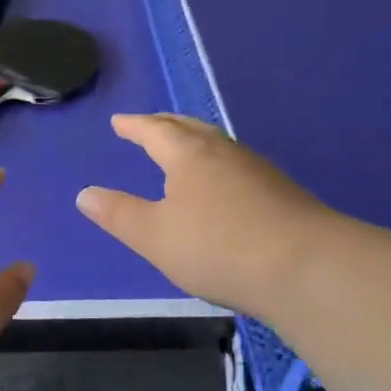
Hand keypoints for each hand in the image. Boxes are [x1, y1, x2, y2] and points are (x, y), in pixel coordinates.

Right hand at [76, 114, 331, 317]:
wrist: (306, 268)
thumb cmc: (218, 247)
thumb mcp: (155, 236)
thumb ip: (118, 214)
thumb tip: (85, 193)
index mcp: (189, 155)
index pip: (155, 130)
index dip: (135, 126)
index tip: (119, 122)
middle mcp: (223, 152)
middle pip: (190, 128)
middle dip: (165, 125)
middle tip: (149, 124)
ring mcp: (257, 170)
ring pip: (217, 145)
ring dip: (194, 142)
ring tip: (183, 150)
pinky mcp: (280, 193)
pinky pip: (236, 166)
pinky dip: (216, 165)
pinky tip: (222, 186)